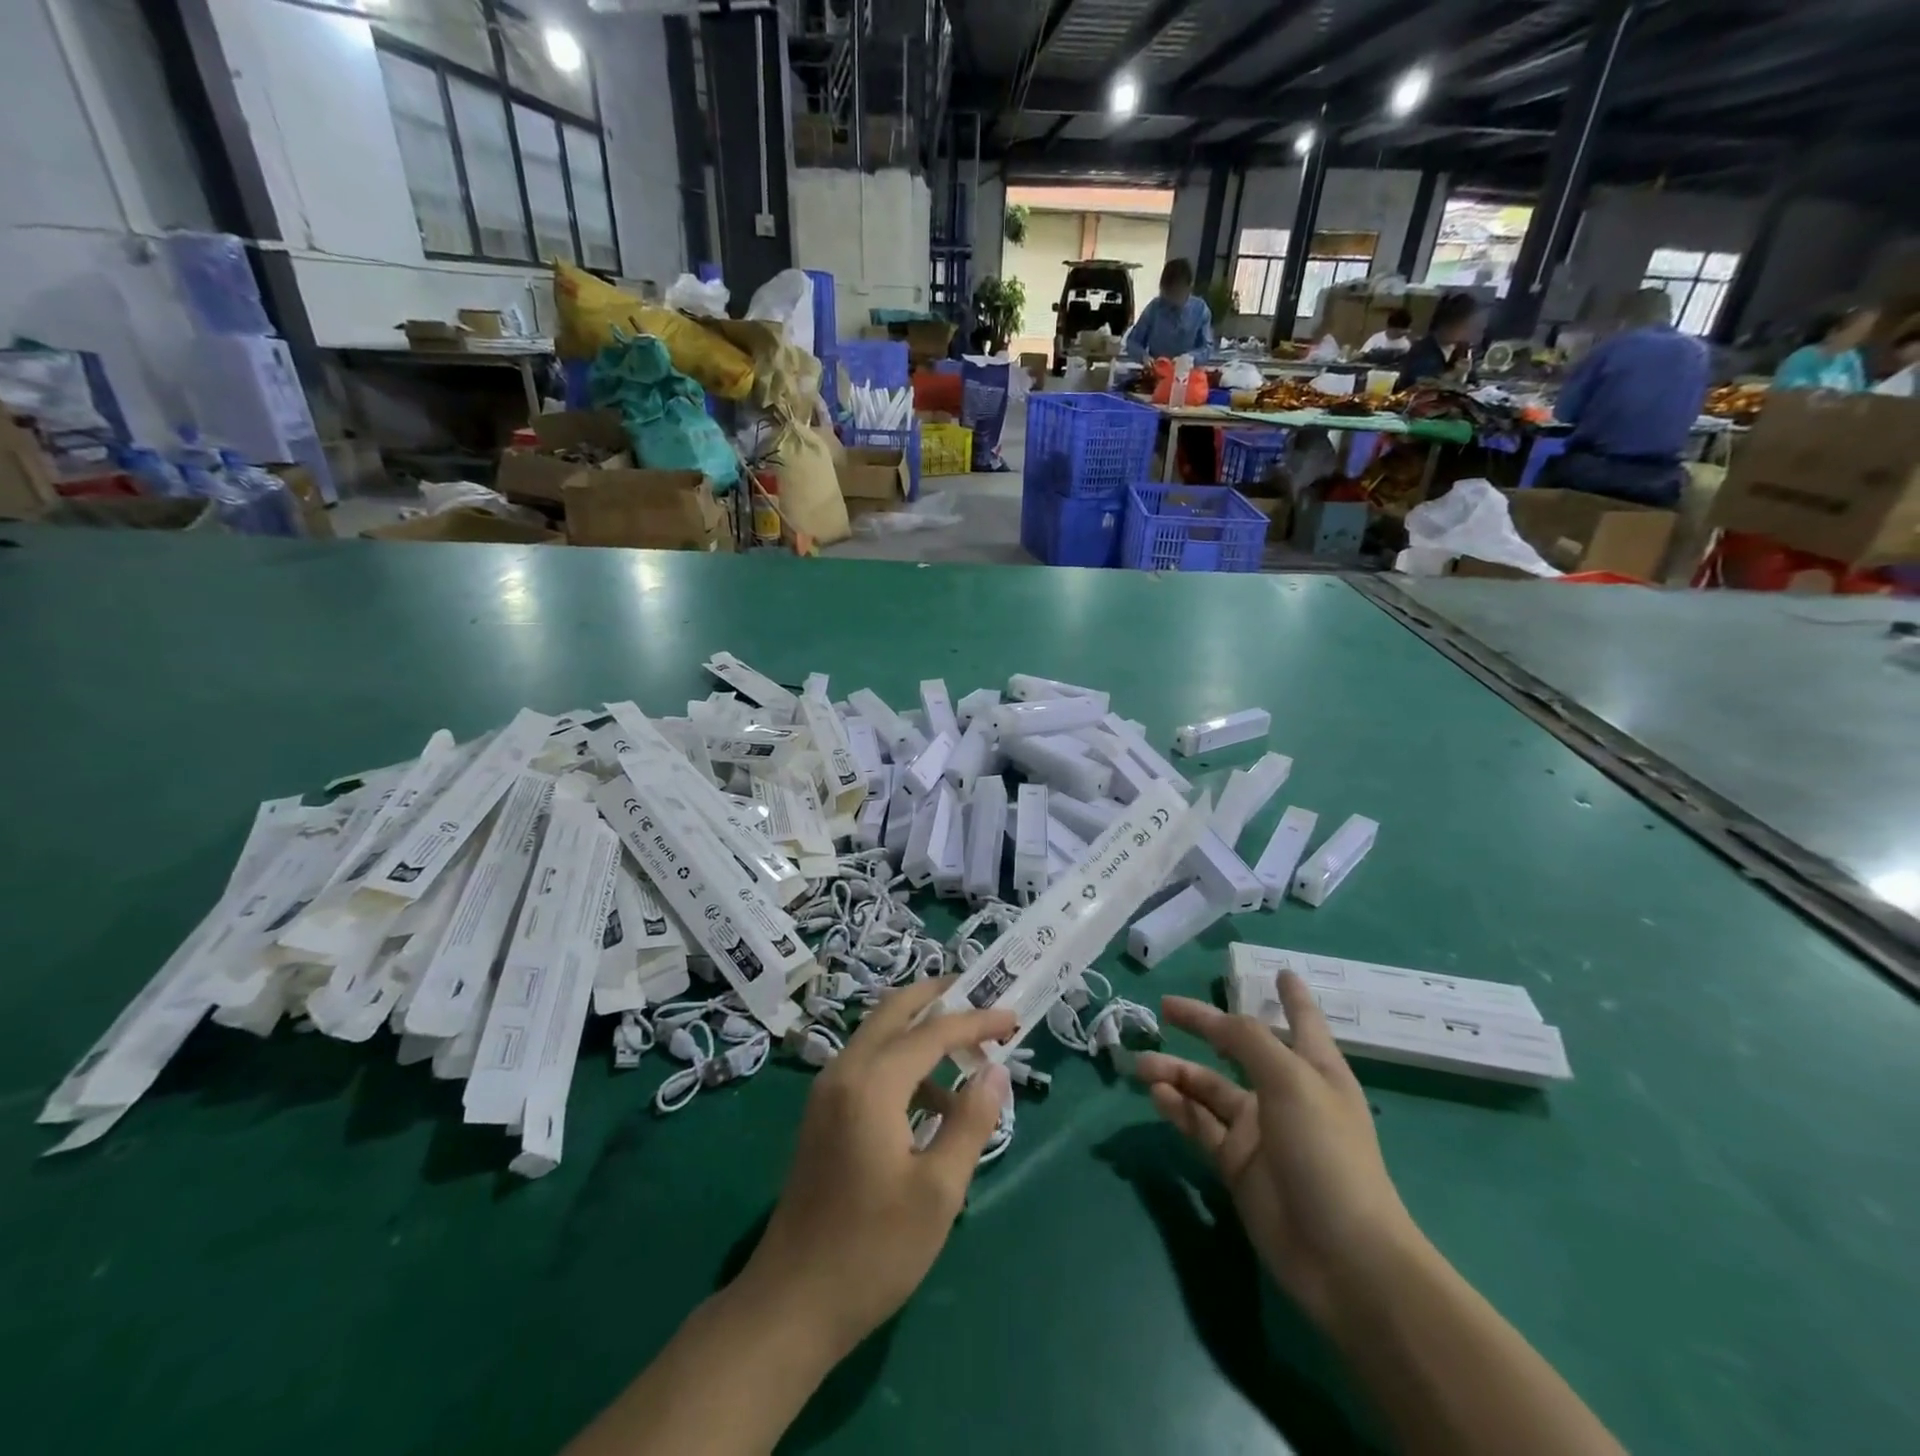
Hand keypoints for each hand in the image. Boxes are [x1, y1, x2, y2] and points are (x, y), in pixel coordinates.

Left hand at [742, 978, 1015, 1355]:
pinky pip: (869, 1065)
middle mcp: (844, 1072)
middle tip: (979, 992)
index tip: (1012, 1017)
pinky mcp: (823, 1114)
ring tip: (968, 1055)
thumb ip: (971, 1122)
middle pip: (894, 1010)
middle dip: (938, 996)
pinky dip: (904, 1063)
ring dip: (922, 1031)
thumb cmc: (873, 1250)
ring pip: (880, 1035)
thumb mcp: (938, 1191)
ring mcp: (827, 1092)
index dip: (976, 1021)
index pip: (932, 1031)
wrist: (791, 1303)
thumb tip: (996, 1073)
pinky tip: (934, 1104)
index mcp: (871, 1083)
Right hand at [1135, 974, 1423, 1329]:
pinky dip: (1176, 1108)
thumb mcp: (1292, 1080)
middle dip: (1204, 1028)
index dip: (1293, 997)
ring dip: (1176, 1073)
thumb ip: (1249, 1041)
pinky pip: (1199, 1125)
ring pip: (1208, 1089)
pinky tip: (1155, 1095)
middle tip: (1165, 1008)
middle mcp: (1285, 1094)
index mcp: (1313, 1070)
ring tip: (1142, 1065)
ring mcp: (1259, 1132)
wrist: (1342, 1257)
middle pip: (1238, 1049)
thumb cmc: (1326, 1152)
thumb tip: (1217, 1019)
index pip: (1302, 1021)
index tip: (1281, 971)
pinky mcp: (1236, 1166)